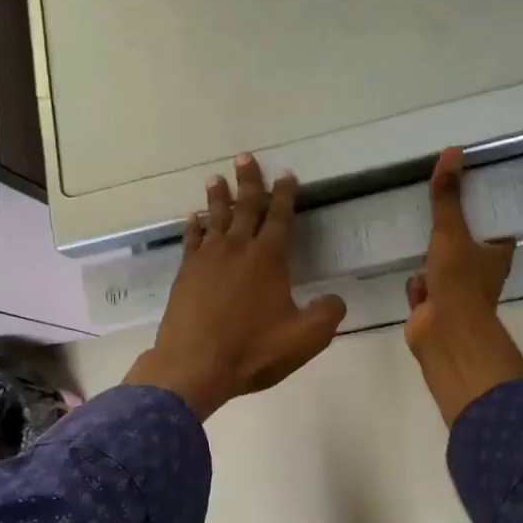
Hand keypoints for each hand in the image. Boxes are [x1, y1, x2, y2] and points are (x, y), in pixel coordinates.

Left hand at [124, 154, 347, 420]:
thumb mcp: (305, 338)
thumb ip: (327, 315)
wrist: (194, 366)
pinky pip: (191, 240)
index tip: (287, 175)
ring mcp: (207, 260)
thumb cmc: (253, 350)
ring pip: (215, 218)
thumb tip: (336, 299)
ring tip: (217, 178)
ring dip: (218, 197)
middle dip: (249, 181)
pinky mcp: (186, 274)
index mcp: (269, 259)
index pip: (280, 217)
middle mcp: (238, 249)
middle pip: (245, 207)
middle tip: (246, 157)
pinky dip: (194, 226)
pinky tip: (193, 218)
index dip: (285, 195)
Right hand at [405, 148, 522, 426]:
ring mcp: (457, 291)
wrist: (443, 334)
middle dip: (449, 230)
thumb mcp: (451, 232)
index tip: (467, 184)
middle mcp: (481, 272)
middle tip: (434, 202)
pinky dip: (416, 284)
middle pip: (465, 242)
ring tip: (416, 232)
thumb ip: (447, 196)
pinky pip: (423, 287)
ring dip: (429, 257)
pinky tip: (409, 274)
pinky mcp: (434, 307)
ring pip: (441, 265)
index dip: (481, 205)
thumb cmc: (458, 282)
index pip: (493, 222)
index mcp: (497, 253)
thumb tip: (453, 152)